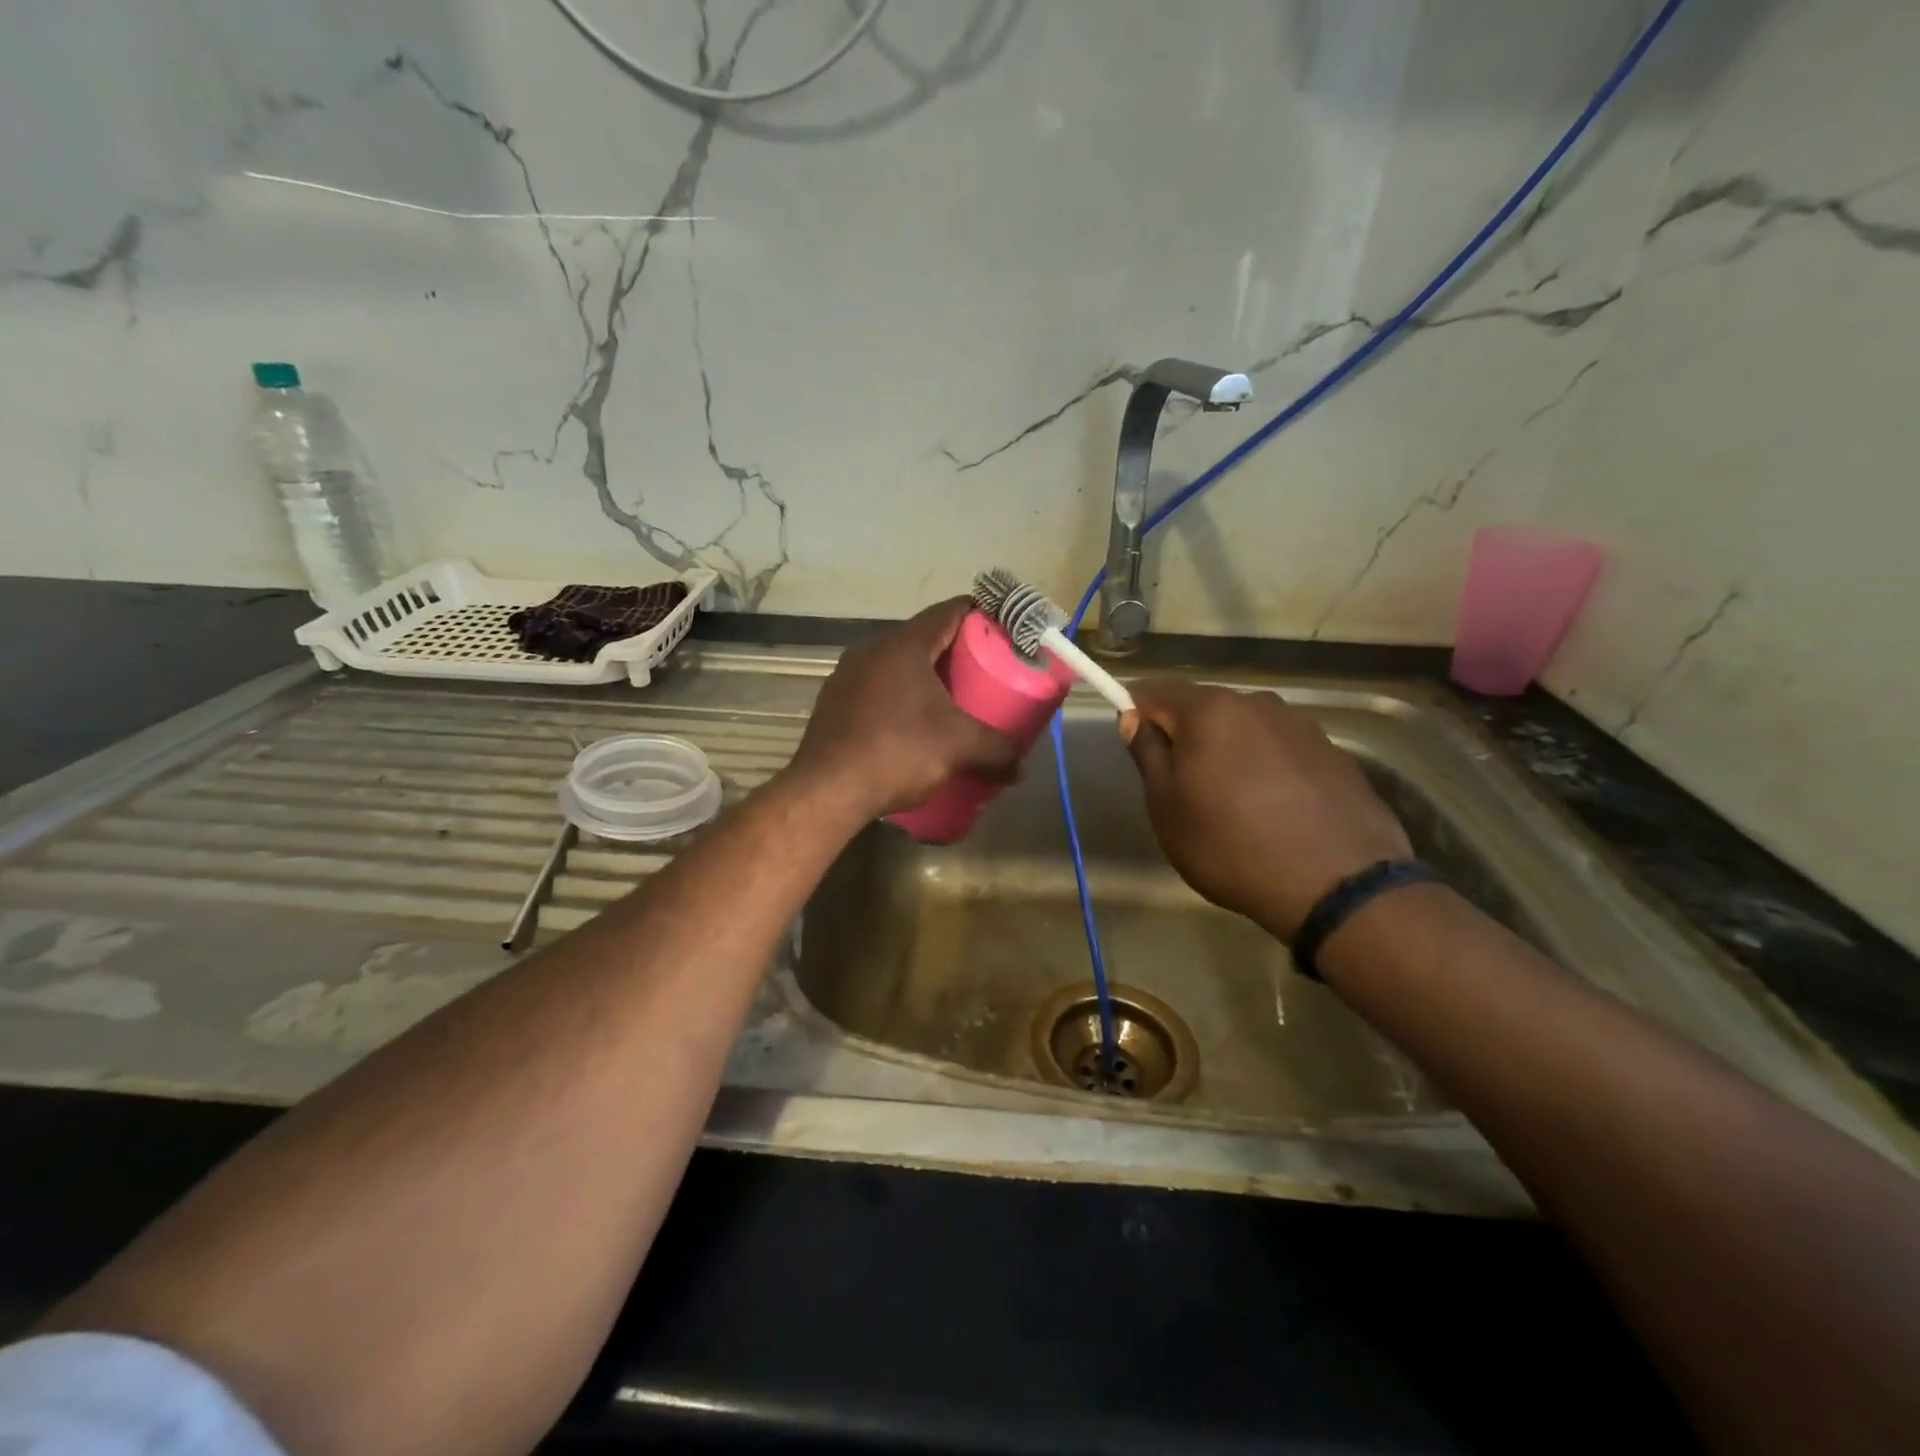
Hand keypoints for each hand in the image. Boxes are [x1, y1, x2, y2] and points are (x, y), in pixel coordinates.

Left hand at [787, 598, 1021, 820]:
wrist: (827, 790)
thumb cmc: (898, 752)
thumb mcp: (958, 748)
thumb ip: (997, 751)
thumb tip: (1021, 769)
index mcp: (903, 645)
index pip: (949, 612)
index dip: (979, 615)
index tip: (1001, 629)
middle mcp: (871, 650)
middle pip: (922, 638)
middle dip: (954, 652)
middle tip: (983, 670)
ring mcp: (846, 676)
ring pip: (895, 665)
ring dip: (923, 677)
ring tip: (950, 700)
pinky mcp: (833, 704)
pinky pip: (875, 689)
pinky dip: (898, 698)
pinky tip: (910, 725)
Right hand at [1120, 680, 1410, 940]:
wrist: (1337, 885)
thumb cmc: (1230, 845)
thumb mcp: (1166, 807)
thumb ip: (1147, 753)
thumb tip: (1133, 718)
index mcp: (1210, 710)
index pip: (1154, 692)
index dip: (1136, 714)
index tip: (1137, 749)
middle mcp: (1257, 704)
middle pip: (1203, 708)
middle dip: (1186, 737)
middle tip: (1182, 788)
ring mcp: (1302, 727)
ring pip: (1245, 729)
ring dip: (1229, 752)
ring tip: (1233, 803)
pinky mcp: (1334, 754)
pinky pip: (1281, 751)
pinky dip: (1267, 769)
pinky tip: (1275, 811)